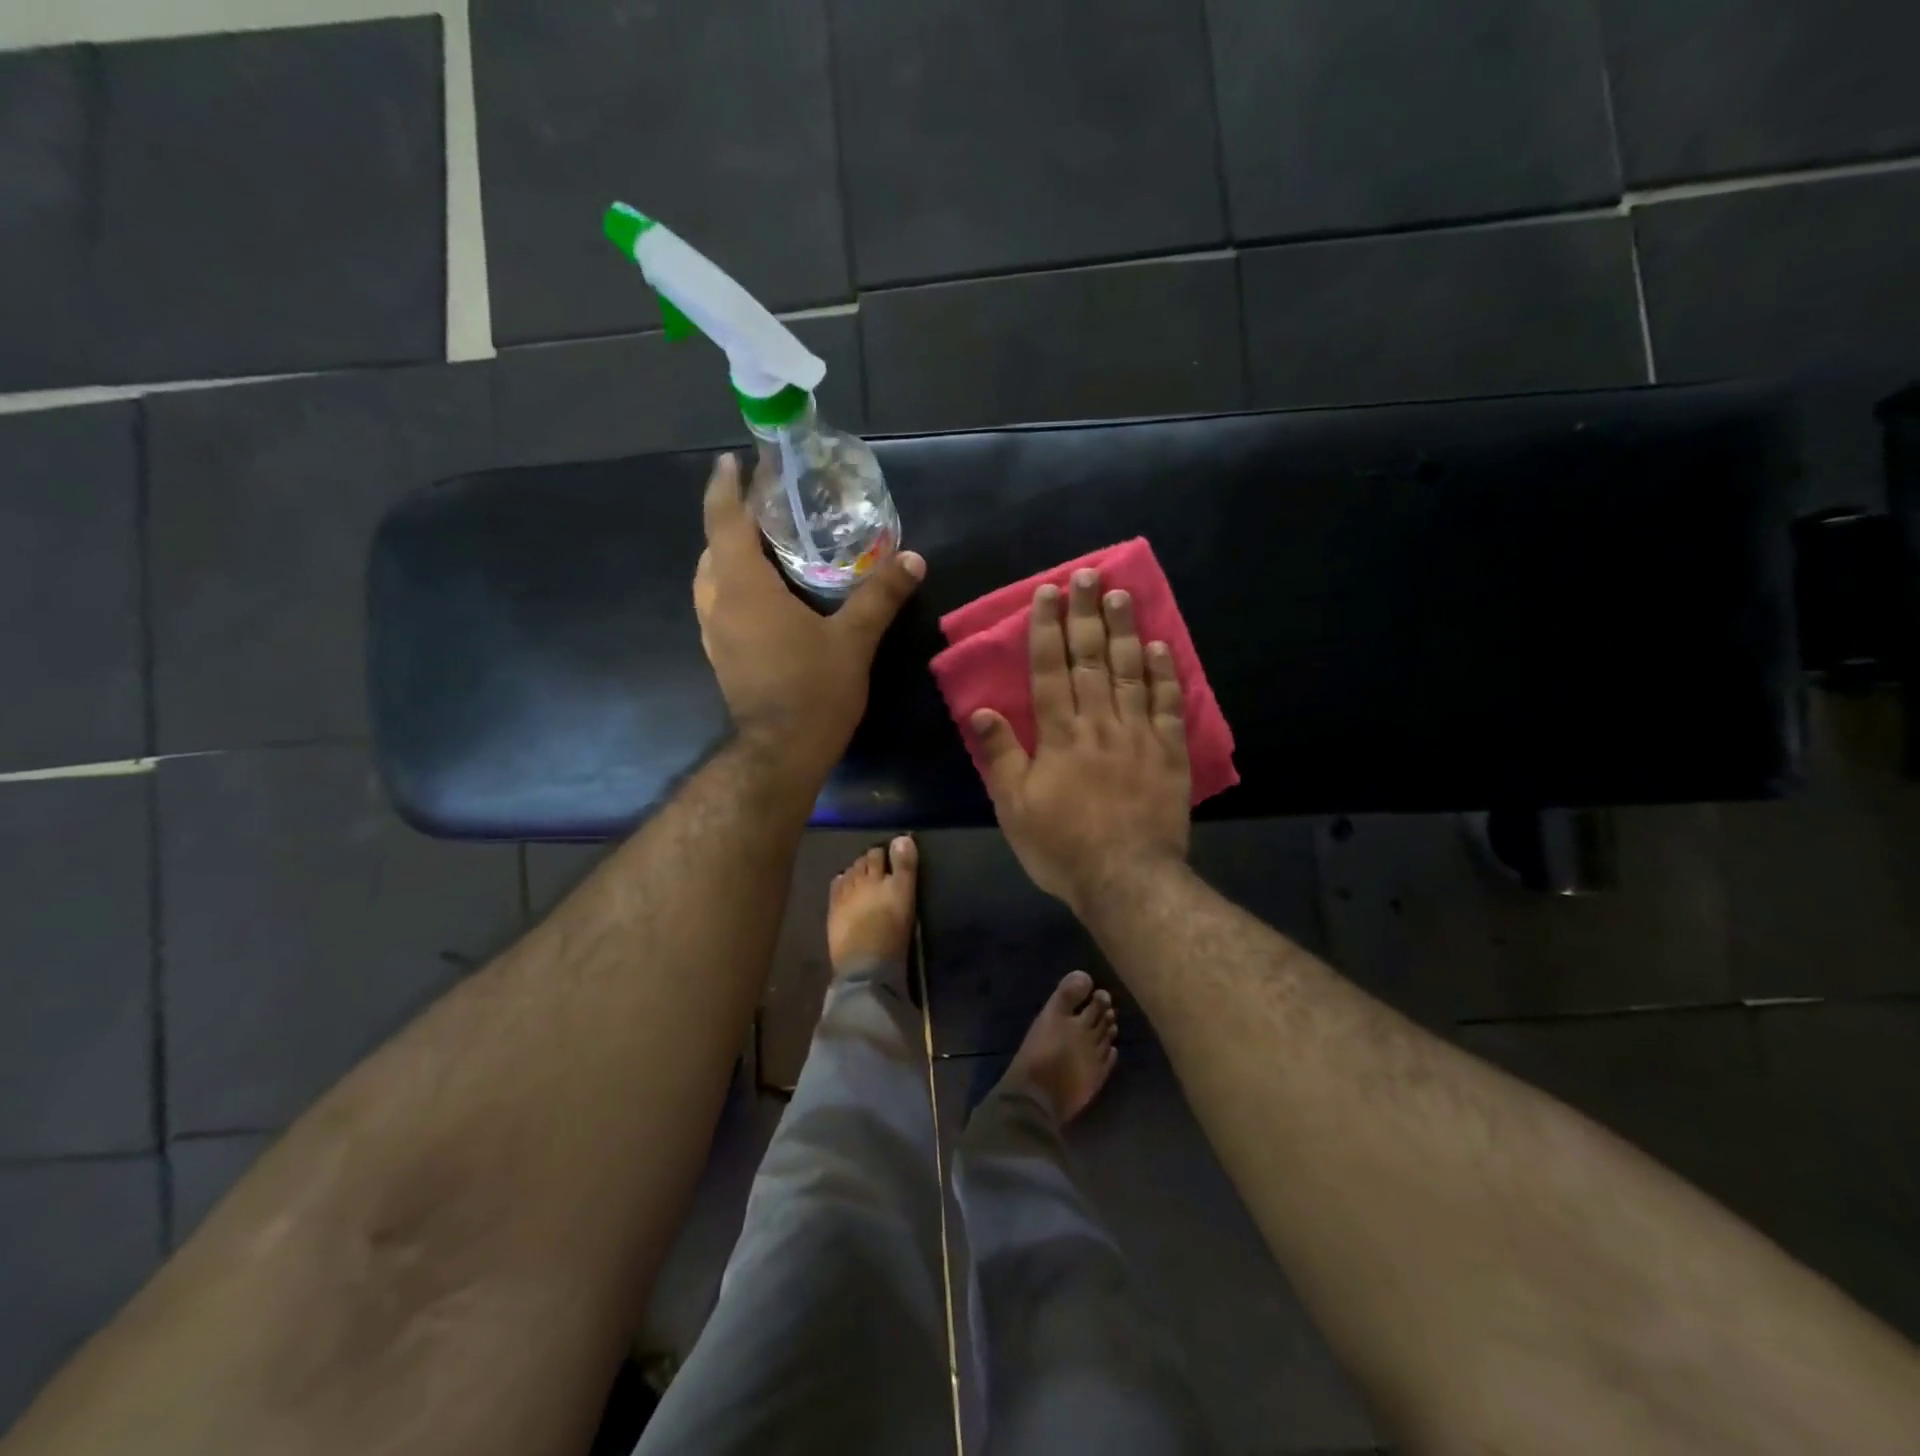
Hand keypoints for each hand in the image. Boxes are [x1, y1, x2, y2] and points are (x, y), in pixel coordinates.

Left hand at [693, 453, 924, 774]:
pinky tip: (767, 592)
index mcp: (744, 587)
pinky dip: (736, 584)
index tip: (733, 460)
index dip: (726, 486)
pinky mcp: (722, 655)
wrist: (780, 753)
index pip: (725, 521)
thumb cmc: (813, 690)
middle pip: (714, 546)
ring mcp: (715, 632)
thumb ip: (880, 595)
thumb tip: (914, 559)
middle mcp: (719, 603)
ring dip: (731, 553)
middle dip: (734, 519)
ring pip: (713, 577)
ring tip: (767, 543)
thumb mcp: (853, 639)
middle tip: (768, 504)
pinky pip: (720, 603)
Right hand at [971, 568, 1190, 914]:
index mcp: (1059, 734)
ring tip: (1121, 593)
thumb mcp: (1014, 807)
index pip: (1050, 670)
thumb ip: (1000, 756)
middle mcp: (1099, 723)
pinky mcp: (1169, 752)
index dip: (1047, 628)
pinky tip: (1161, 646)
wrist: (1126, 879)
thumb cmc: (1062, 846)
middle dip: (1086, 614)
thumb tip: (981, 709)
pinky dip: (1165, 673)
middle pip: (1091, 659)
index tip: (1048, 593)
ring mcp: (1138, 734)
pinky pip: (1169, 704)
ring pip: (1130, 671)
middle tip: (1087, 575)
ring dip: (1125, 630)